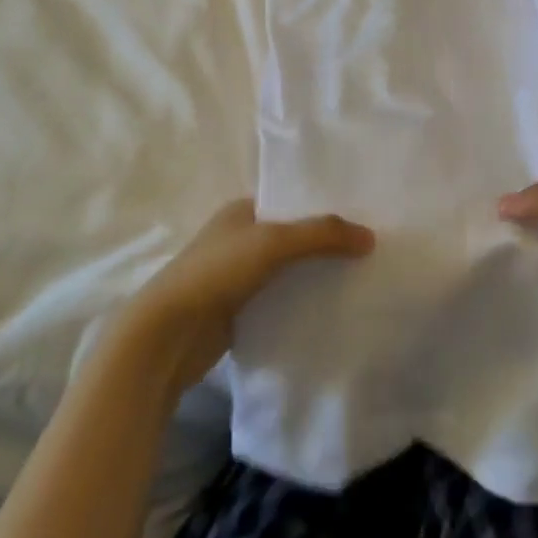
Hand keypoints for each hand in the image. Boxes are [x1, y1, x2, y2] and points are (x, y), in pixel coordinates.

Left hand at [118, 199, 374, 396]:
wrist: (166, 335)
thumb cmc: (216, 273)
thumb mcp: (273, 242)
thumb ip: (322, 234)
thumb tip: (370, 237)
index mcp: (242, 210)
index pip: (292, 202)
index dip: (325, 208)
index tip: (363, 218)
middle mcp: (240, 238)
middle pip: (293, 237)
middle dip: (325, 244)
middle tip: (369, 251)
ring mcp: (237, 276)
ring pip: (288, 270)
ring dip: (315, 275)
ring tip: (360, 279)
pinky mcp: (238, 311)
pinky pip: (280, 300)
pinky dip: (302, 303)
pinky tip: (331, 310)